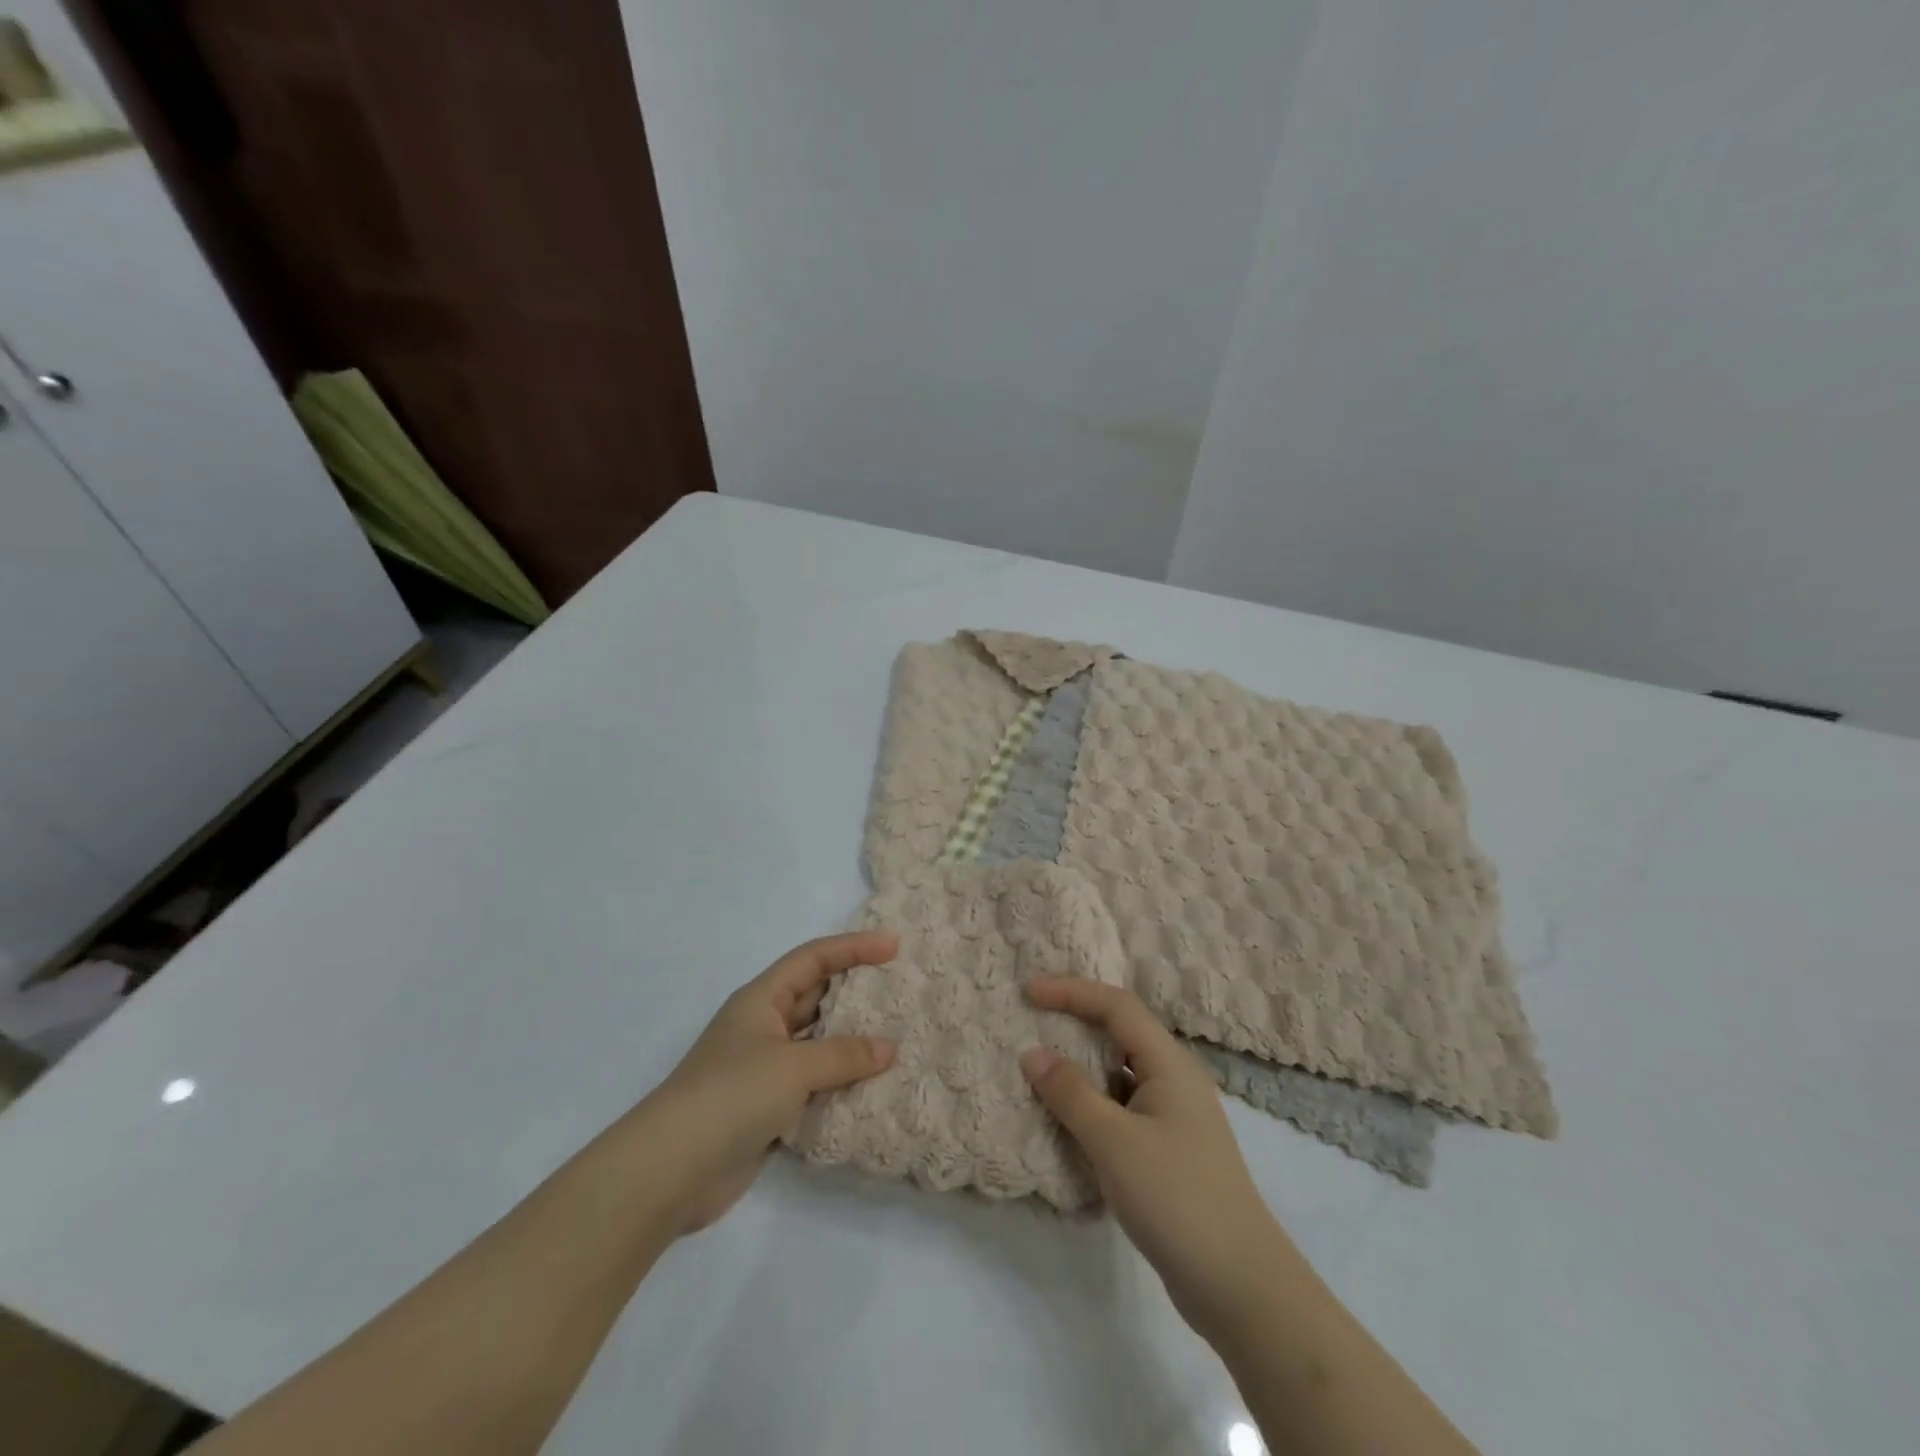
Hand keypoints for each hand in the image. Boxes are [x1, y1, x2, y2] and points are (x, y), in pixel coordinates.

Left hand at [639, 931, 898, 1232]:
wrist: (671, 1172)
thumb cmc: (731, 1096)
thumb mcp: (792, 1066)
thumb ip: (844, 1054)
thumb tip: (888, 1048)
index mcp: (761, 999)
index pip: (814, 958)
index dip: (853, 947)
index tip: (894, 946)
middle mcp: (763, 1026)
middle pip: (817, 997)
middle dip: (857, 992)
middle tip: (902, 990)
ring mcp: (765, 1069)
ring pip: (818, 1043)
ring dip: (853, 1042)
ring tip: (899, 1038)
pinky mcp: (768, 1108)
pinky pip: (815, 1083)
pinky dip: (841, 1082)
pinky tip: (874, 1086)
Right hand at [1020, 977, 1286, 1339]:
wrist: (1240, 1286)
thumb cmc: (1176, 1198)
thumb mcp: (1114, 1141)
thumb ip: (1070, 1093)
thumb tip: (1032, 1053)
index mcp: (1169, 1064)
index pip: (1117, 1006)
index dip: (1071, 991)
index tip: (1028, 990)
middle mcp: (1175, 1079)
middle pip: (1121, 1031)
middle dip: (1076, 1019)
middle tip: (1033, 1017)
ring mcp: (1175, 1116)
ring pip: (1120, 1071)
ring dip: (1082, 1063)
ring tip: (1041, 1064)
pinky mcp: (1169, 1150)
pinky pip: (1123, 1107)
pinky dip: (1093, 1101)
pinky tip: (1067, 1118)